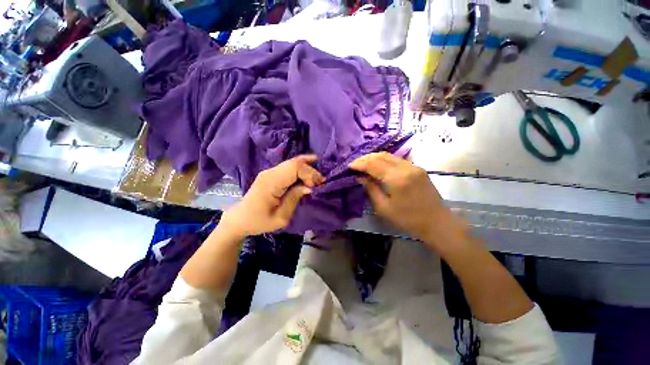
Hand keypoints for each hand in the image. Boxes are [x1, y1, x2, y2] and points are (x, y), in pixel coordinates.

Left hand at [220, 155, 324, 237]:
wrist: (240, 219)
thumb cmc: (259, 221)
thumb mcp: (280, 217)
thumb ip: (294, 199)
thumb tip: (309, 187)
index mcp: (271, 183)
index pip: (294, 168)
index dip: (309, 173)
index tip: (316, 186)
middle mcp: (270, 172)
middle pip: (295, 162)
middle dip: (311, 170)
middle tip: (321, 181)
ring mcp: (269, 171)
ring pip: (293, 162)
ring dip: (307, 168)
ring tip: (317, 178)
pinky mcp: (271, 174)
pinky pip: (289, 167)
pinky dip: (301, 168)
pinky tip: (309, 168)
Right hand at [350, 152, 463, 246]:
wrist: (436, 223)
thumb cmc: (408, 219)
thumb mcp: (384, 208)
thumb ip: (371, 189)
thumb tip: (360, 177)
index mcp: (397, 179)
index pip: (373, 164)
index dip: (360, 164)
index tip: (349, 166)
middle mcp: (406, 168)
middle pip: (381, 156)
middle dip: (365, 158)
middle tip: (355, 164)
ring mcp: (413, 166)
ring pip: (389, 155)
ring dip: (374, 158)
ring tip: (364, 164)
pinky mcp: (418, 168)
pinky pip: (397, 159)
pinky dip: (384, 160)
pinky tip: (378, 166)